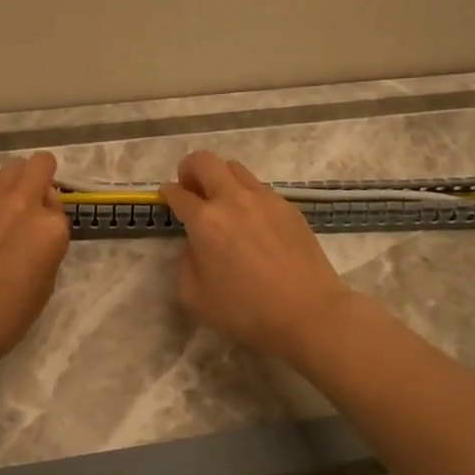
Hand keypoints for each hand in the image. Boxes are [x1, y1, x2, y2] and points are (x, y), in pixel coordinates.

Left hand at [0, 153, 69, 368]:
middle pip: (40, 165)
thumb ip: (49, 244)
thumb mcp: (46, 283)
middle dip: (42, 179)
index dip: (52, 219)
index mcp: (51, 228)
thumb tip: (38, 224)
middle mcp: (23, 203)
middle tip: (33, 204)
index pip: (59, 206)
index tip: (42, 237)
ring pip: (11, 166)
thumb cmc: (6, 315)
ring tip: (6, 206)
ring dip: (15, 180)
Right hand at [158, 151, 355, 360]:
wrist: (308, 312)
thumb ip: (185, 264)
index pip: (178, 193)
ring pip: (235, 168)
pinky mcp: (288, 207)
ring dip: (220, 177)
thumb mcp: (195, 298)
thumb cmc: (246, 311)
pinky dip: (247, 195)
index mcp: (206, 220)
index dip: (167, 192)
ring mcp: (264, 199)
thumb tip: (194, 245)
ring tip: (222, 202)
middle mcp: (233, 199)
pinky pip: (260, 188)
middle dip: (190, 168)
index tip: (166, 195)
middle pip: (205, 161)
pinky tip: (252, 221)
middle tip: (190, 188)